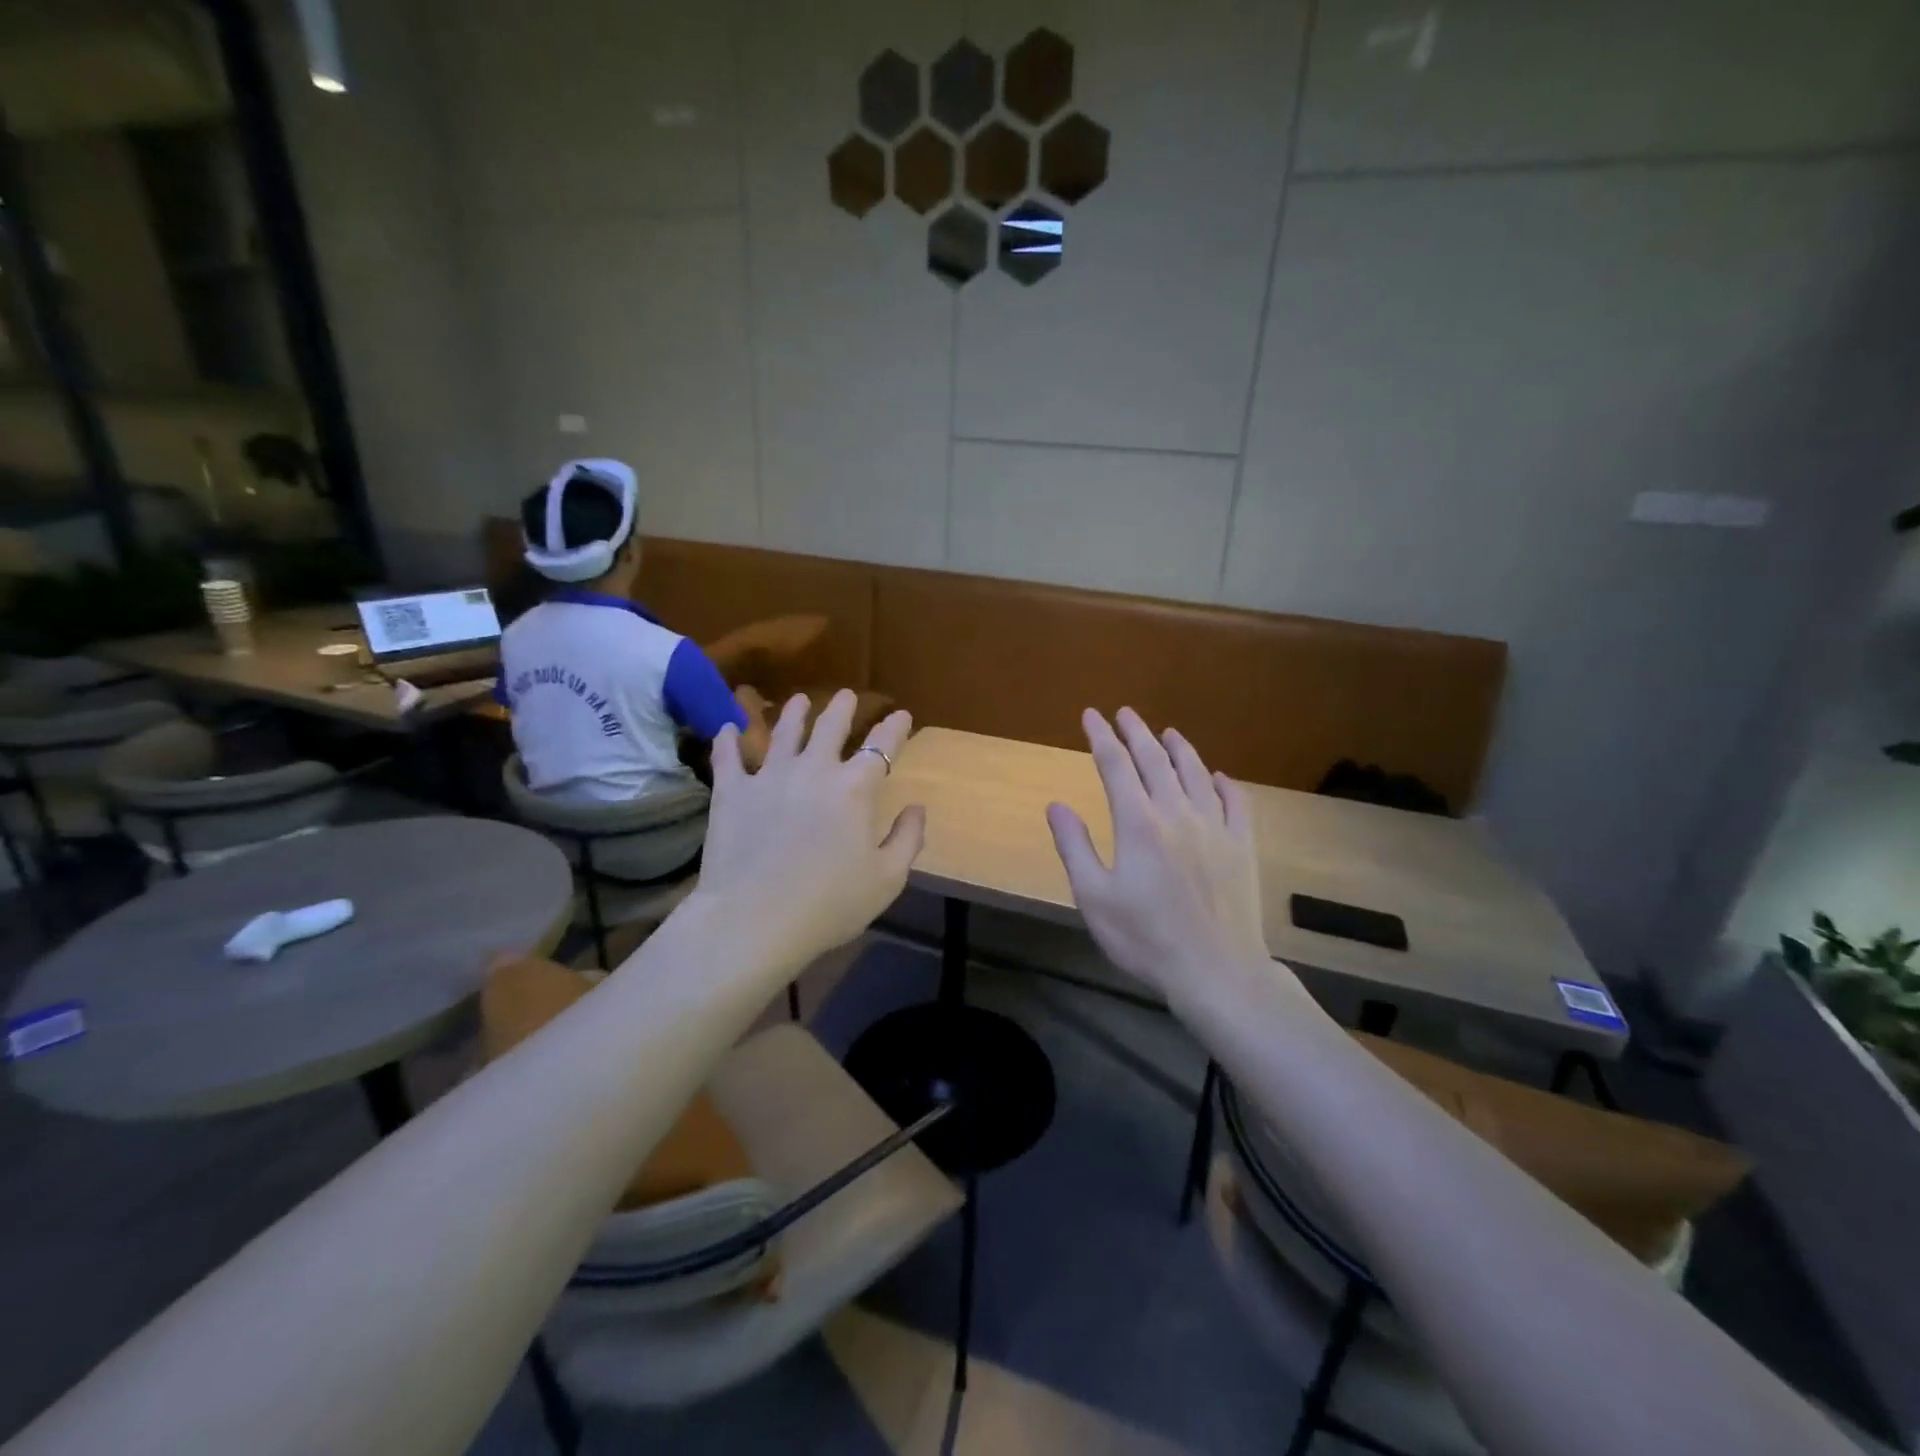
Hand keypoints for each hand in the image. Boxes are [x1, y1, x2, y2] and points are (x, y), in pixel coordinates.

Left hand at [691, 689, 923, 966]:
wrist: (754, 920)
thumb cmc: (829, 904)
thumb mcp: (887, 880)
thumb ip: (908, 839)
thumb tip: (917, 808)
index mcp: (856, 788)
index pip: (882, 745)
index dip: (895, 727)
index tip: (902, 715)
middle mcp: (814, 769)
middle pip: (830, 726)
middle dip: (843, 707)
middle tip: (847, 695)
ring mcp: (769, 776)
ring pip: (783, 731)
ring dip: (794, 712)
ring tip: (799, 700)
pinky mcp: (731, 791)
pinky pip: (728, 756)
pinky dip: (728, 739)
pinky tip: (727, 728)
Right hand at [1047, 708, 1269, 999]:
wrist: (1217, 971)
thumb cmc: (1146, 939)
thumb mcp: (1093, 898)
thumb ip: (1074, 847)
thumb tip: (1056, 805)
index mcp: (1138, 823)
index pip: (1115, 765)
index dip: (1101, 736)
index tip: (1090, 714)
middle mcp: (1178, 813)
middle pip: (1155, 760)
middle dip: (1136, 732)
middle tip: (1124, 713)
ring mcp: (1215, 827)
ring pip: (1196, 773)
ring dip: (1179, 748)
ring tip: (1167, 732)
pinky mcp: (1242, 846)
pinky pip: (1235, 802)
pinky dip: (1224, 783)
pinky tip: (1218, 777)